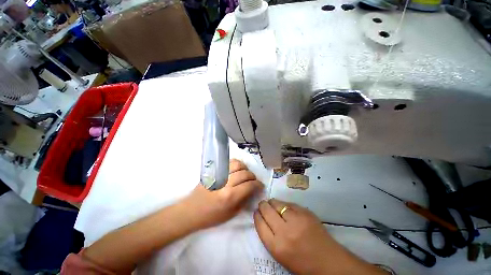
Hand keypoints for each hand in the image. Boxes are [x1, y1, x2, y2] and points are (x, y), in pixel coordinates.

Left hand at [181, 159, 262, 229]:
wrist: (192, 210)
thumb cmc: (211, 216)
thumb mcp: (231, 214)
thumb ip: (244, 200)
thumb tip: (253, 190)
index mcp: (230, 196)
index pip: (249, 185)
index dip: (258, 185)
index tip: (260, 186)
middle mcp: (226, 183)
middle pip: (245, 174)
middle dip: (253, 177)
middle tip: (253, 181)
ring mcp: (219, 174)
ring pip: (238, 165)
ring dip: (245, 168)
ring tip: (246, 174)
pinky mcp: (215, 171)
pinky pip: (229, 162)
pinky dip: (237, 164)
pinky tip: (238, 169)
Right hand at [254, 199, 386, 274]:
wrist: (329, 261)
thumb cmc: (302, 263)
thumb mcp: (280, 254)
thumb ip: (269, 235)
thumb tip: (263, 217)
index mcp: (277, 246)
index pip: (260, 224)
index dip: (257, 216)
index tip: (257, 212)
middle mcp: (284, 231)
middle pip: (266, 211)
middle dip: (262, 206)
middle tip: (263, 205)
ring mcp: (296, 220)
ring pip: (277, 203)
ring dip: (272, 202)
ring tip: (272, 203)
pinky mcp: (305, 212)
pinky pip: (289, 203)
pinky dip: (284, 204)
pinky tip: (284, 206)